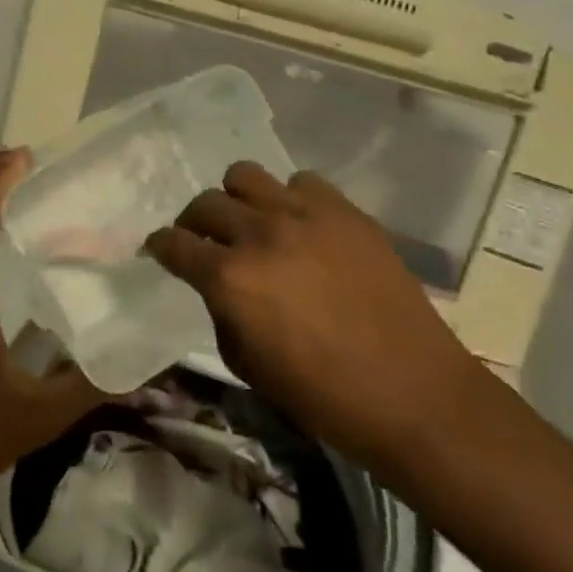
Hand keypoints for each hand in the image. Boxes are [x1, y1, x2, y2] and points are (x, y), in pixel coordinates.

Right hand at [146, 162, 485, 471]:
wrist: (413, 392)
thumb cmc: (324, 396)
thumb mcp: (248, 366)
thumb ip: (222, 313)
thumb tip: (220, 286)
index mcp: (230, 277)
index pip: (174, 244)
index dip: (159, 246)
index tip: (159, 249)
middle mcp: (260, 233)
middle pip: (205, 202)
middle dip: (194, 222)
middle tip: (205, 241)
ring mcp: (305, 214)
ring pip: (246, 175)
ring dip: (238, 199)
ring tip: (252, 223)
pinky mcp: (345, 210)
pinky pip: (302, 182)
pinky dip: (290, 199)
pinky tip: (302, 226)